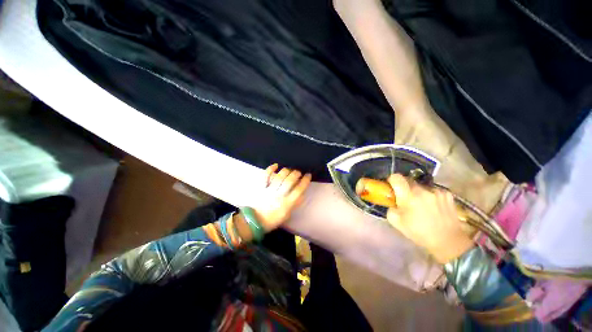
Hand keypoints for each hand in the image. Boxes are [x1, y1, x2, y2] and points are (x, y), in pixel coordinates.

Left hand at [250, 164, 311, 231]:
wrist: (255, 221)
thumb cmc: (273, 219)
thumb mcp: (287, 214)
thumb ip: (295, 203)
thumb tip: (302, 193)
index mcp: (287, 204)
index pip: (299, 190)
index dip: (305, 181)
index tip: (308, 175)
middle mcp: (279, 195)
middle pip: (289, 181)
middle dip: (296, 174)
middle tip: (298, 172)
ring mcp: (269, 190)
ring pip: (279, 177)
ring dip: (286, 171)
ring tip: (289, 169)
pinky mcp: (261, 187)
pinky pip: (265, 176)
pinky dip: (270, 169)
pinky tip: (276, 165)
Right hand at [386, 174, 474, 263]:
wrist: (449, 241)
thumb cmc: (419, 233)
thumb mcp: (397, 223)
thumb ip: (390, 208)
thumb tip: (392, 202)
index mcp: (408, 196)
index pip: (396, 177)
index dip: (392, 180)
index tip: (392, 187)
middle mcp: (423, 190)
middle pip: (409, 180)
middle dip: (405, 188)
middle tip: (406, 200)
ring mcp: (437, 191)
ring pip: (421, 186)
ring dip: (419, 193)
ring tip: (422, 205)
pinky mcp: (447, 194)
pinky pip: (433, 190)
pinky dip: (430, 196)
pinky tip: (433, 207)